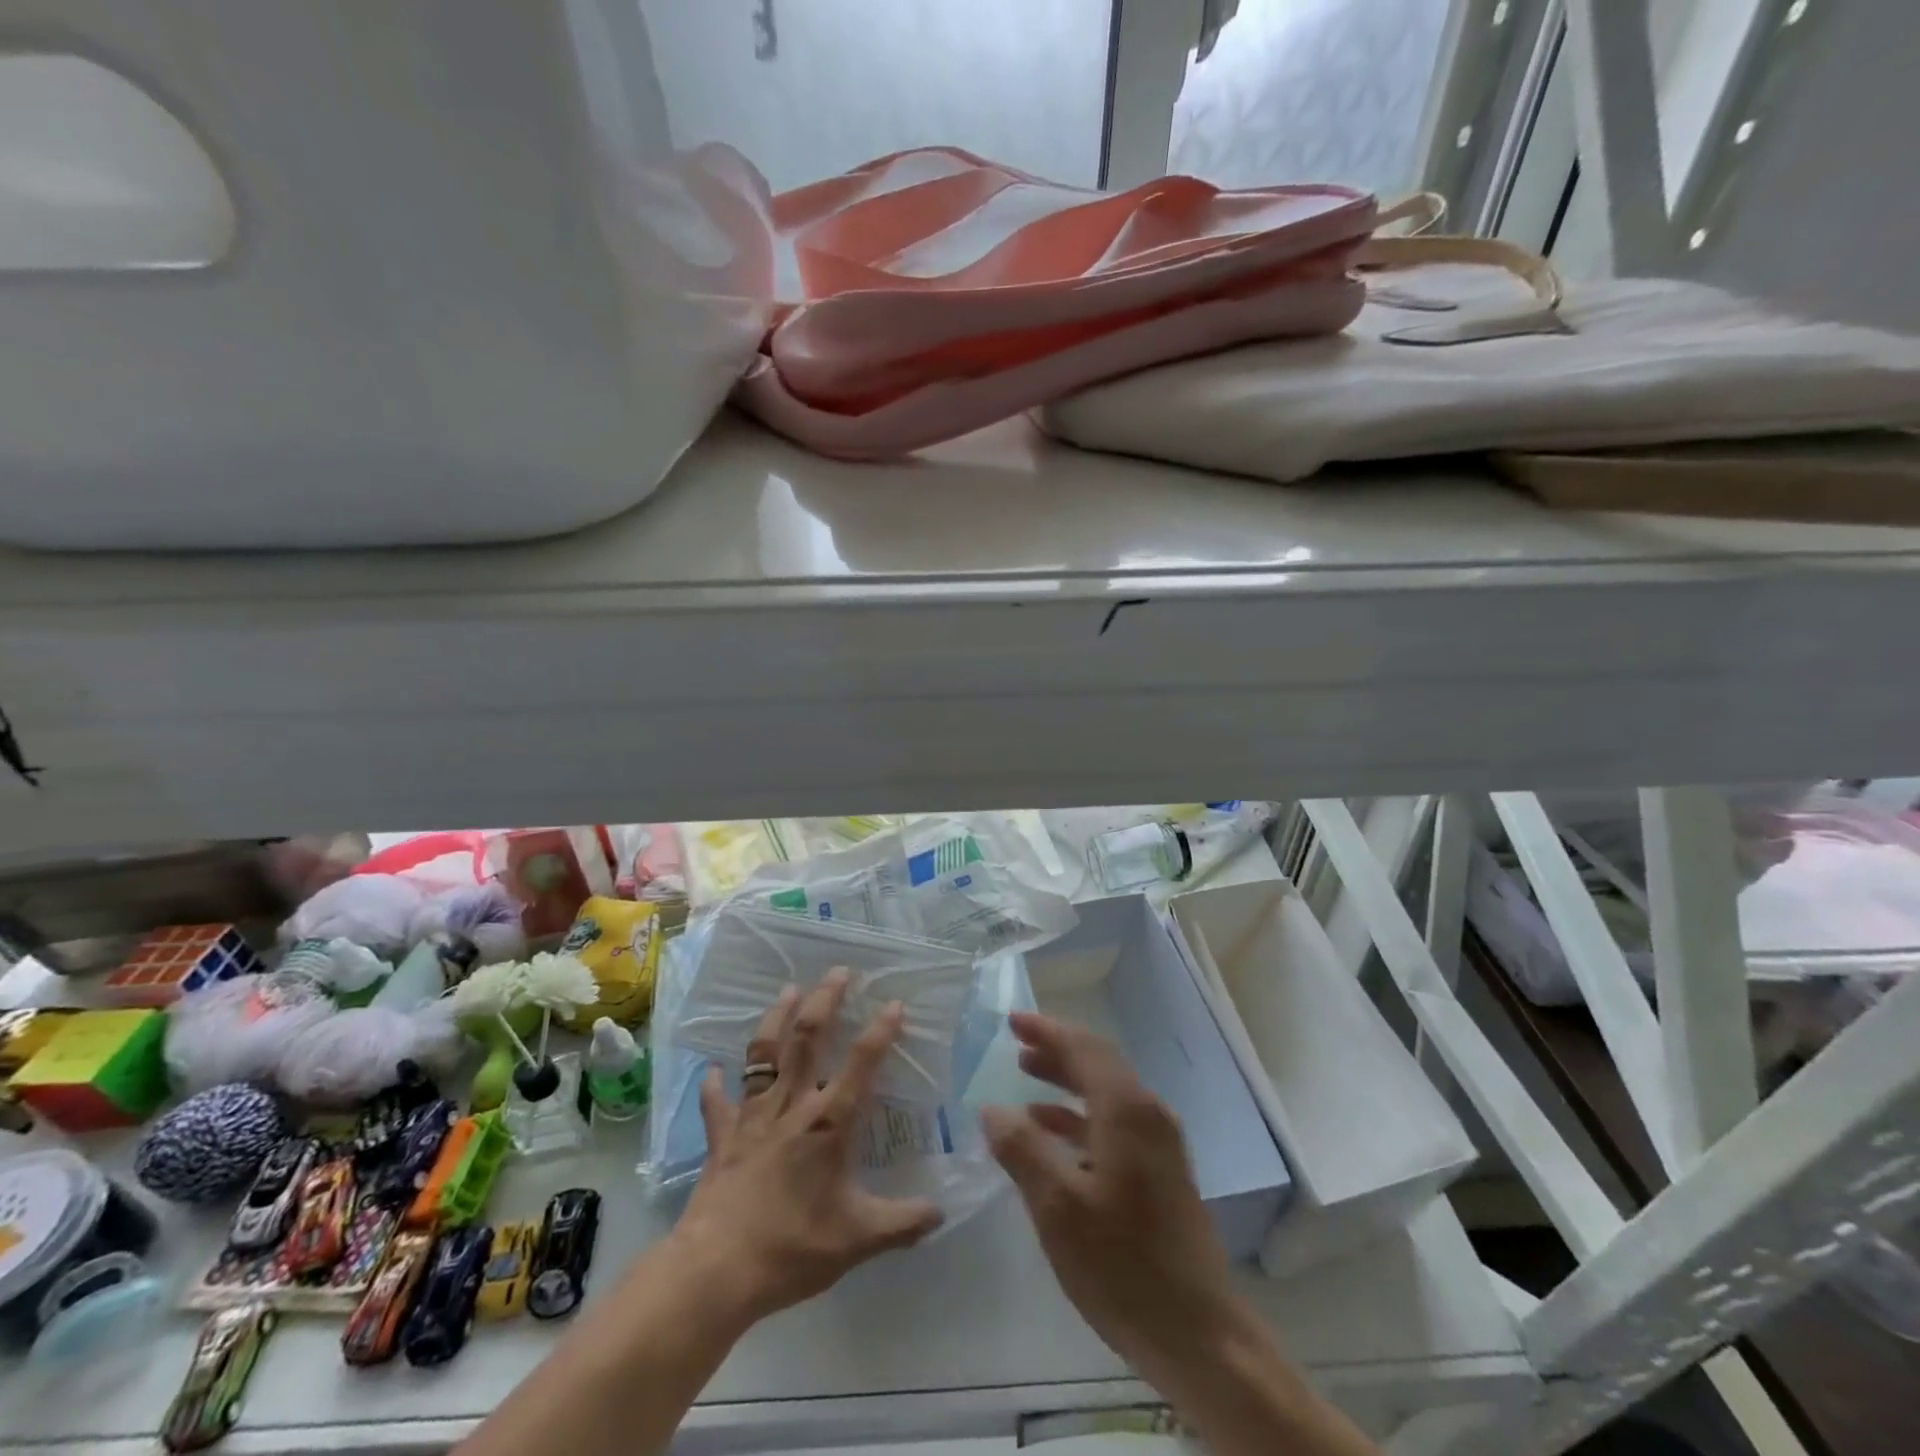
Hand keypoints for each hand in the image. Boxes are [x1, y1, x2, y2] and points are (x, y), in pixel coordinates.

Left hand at [673, 970, 944, 1325]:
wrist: (718, 1270)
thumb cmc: (793, 1247)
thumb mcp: (859, 1239)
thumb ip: (903, 1223)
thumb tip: (943, 1214)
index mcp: (829, 1122)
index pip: (862, 1063)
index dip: (880, 1030)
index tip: (894, 1003)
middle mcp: (792, 1105)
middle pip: (808, 1038)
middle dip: (824, 1001)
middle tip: (837, 972)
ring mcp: (752, 1116)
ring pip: (764, 1053)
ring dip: (776, 1018)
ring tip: (788, 990)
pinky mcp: (722, 1136)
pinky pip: (717, 1102)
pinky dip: (715, 1084)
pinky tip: (713, 1070)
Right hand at [980, 1012, 1239, 1389]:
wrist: (1198, 1335)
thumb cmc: (1122, 1266)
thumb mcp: (1058, 1208)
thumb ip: (1022, 1150)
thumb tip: (992, 1109)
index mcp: (1127, 1111)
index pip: (1083, 1048)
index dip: (1046, 1030)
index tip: (1011, 1020)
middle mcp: (1148, 1115)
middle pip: (1097, 1065)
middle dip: (1055, 1051)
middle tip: (1015, 1045)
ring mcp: (1160, 1144)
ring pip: (1106, 1093)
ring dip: (1066, 1082)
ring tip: (1026, 1078)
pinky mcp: (1161, 1172)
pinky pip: (1114, 1123)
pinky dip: (1080, 1118)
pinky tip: (1052, 1135)